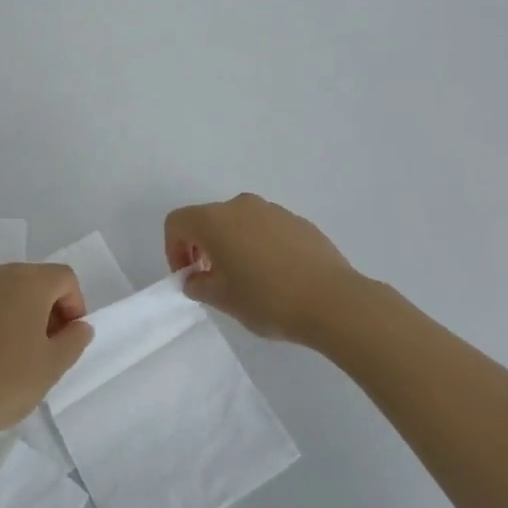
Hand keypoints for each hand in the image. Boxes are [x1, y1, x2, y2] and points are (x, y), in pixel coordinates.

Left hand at [0, 262, 93, 446]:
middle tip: (42, 346)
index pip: (65, 279)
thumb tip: (79, 324)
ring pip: (0, 281)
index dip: (73, 306)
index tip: (66, 338)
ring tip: (8, 342)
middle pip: (33, 278)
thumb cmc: (6, 383)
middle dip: (45, 306)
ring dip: (11, 303)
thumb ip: (74, 340)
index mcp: (31, 282)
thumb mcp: (53, 367)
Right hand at [165, 193, 365, 344]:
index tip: (188, 277)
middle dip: (202, 246)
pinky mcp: (297, 221)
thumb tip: (195, 278)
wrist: (334, 301)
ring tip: (247, 279)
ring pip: (238, 222)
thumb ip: (199, 285)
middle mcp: (240, 205)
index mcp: (215, 220)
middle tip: (212, 279)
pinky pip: (265, 228)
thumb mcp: (224, 300)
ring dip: (232, 245)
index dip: (173, 249)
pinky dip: (259, 245)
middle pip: (208, 219)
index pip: (177, 222)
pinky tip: (275, 275)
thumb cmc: (269, 300)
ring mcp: (272, 210)